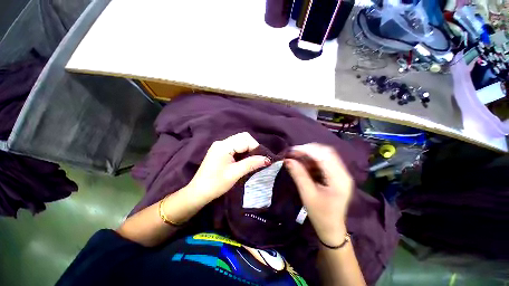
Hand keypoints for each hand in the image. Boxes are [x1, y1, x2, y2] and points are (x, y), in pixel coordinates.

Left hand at [187, 132, 269, 203]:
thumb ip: (251, 164)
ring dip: (248, 149)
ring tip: (252, 161)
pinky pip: (235, 146)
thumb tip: (267, 159)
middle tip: (257, 159)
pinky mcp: (220, 151)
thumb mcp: (235, 174)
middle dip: (253, 147)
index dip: (255, 147)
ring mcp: (220, 146)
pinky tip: (244, 160)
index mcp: (223, 146)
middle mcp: (221, 142)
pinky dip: (243, 151)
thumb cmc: (215, 184)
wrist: (198, 193)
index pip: (245, 139)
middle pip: (243, 137)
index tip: (262, 159)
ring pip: (240, 141)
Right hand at [285, 143, 352, 245]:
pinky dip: (313, 160)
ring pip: (325, 155)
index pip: (324, 156)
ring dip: (310, 154)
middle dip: (308, 150)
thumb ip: (298, 175)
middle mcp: (343, 173)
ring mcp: (341, 173)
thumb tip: (288, 160)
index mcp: (339, 179)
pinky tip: (304, 164)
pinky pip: (325, 161)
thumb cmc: (320, 215)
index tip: (292, 151)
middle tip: (293, 153)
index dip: (307, 150)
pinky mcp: (337, 175)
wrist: (332, 228)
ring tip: (297, 157)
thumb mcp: (307, 195)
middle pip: (326, 152)